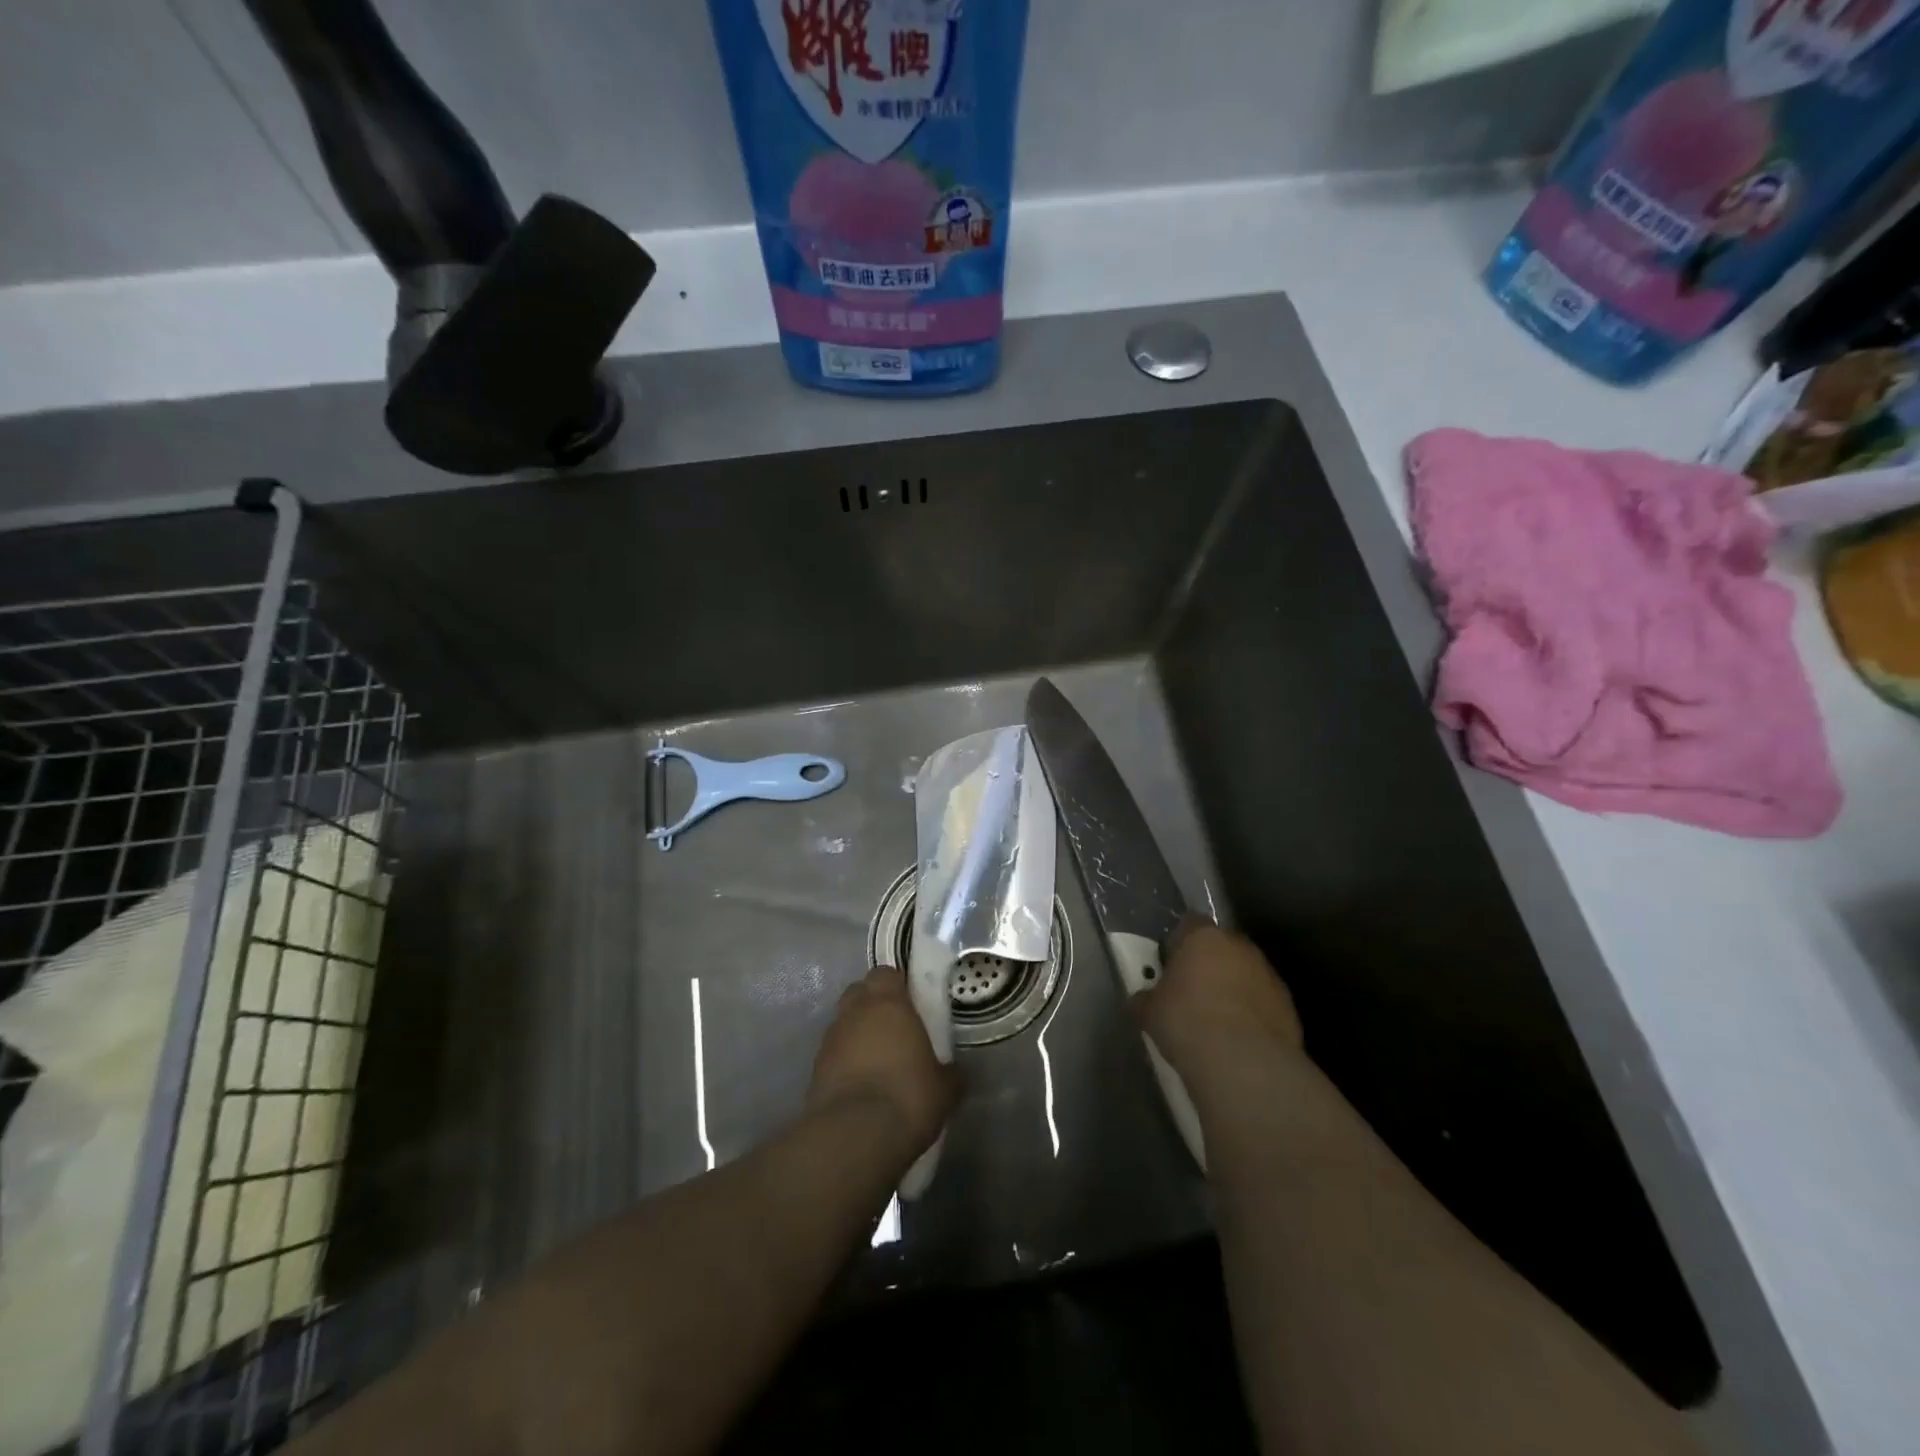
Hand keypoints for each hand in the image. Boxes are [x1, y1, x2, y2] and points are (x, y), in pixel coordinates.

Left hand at [808, 965, 956, 1159]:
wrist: (854, 1137)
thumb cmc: (908, 1097)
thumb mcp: (944, 1087)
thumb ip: (949, 1072)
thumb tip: (955, 1073)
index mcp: (888, 1003)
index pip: (886, 973)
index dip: (898, 985)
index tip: (912, 1002)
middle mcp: (855, 1012)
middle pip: (860, 992)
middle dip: (874, 1003)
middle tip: (895, 1027)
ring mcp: (830, 1039)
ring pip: (844, 1022)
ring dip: (858, 1032)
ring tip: (878, 1060)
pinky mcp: (815, 1068)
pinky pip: (834, 1052)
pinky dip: (845, 1060)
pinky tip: (861, 1084)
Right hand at [1135, 920, 1303, 1080]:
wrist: (1242, 1063)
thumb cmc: (1186, 1022)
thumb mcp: (1149, 1011)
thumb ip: (1146, 998)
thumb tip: (1141, 1001)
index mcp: (1203, 937)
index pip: (1188, 924)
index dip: (1177, 943)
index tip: (1169, 965)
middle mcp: (1239, 946)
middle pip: (1221, 948)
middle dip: (1208, 965)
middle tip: (1191, 993)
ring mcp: (1268, 975)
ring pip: (1245, 974)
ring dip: (1233, 989)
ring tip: (1216, 1021)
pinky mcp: (1288, 1005)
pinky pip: (1263, 1002)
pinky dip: (1252, 1014)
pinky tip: (1238, 1039)